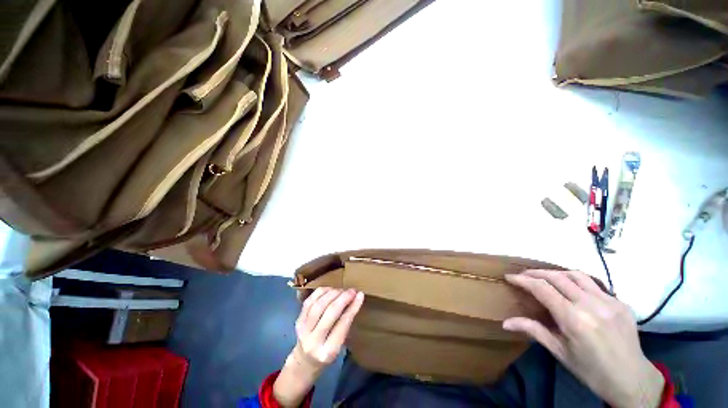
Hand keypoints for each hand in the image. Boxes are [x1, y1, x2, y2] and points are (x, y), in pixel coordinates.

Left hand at [273, 288, 364, 406]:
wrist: (304, 361)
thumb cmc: (327, 352)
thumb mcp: (340, 344)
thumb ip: (346, 323)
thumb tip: (357, 297)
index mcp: (328, 351)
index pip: (342, 324)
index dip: (352, 307)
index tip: (360, 294)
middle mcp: (313, 341)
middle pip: (329, 313)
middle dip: (343, 298)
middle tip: (352, 290)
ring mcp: (303, 330)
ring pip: (318, 305)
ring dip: (332, 293)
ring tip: (342, 290)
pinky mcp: (298, 320)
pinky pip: (309, 301)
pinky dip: (321, 292)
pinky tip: (330, 289)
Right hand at [503, 270, 664, 407]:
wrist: (632, 380)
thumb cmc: (591, 371)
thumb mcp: (560, 352)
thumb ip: (534, 331)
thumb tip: (506, 323)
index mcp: (574, 319)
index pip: (542, 289)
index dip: (523, 280)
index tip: (509, 277)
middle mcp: (591, 305)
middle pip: (557, 277)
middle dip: (536, 273)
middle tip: (523, 275)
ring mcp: (609, 301)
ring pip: (576, 275)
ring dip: (556, 273)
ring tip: (545, 278)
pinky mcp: (621, 302)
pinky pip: (594, 284)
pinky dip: (577, 282)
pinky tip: (573, 290)